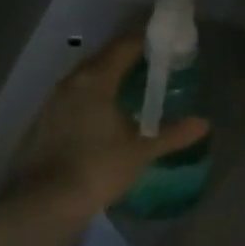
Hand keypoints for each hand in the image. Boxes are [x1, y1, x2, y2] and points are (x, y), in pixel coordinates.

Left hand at [9, 34, 209, 225]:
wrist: (44, 204)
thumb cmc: (98, 168)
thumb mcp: (141, 151)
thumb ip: (172, 134)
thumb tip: (203, 123)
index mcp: (96, 79)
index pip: (124, 46)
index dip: (146, 41)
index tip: (165, 45)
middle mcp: (71, 82)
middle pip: (103, 58)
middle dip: (126, 58)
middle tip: (151, 66)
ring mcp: (51, 102)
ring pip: (84, 79)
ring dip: (106, 78)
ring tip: (129, 90)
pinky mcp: (41, 122)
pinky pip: (71, 98)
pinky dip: (90, 99)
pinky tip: (101, 116)